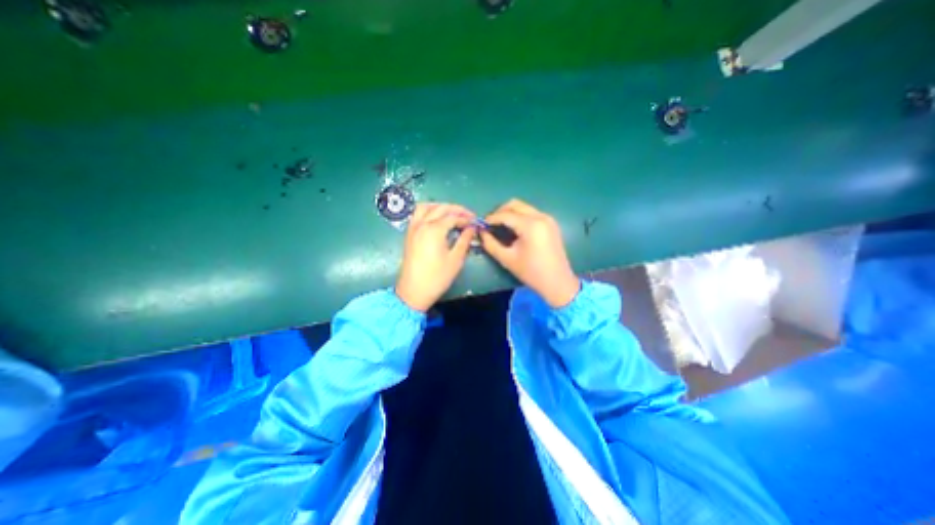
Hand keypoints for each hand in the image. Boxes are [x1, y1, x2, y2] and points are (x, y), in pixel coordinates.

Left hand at [395, 203, 478, 311]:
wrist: (414, 291)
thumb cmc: (437, 277)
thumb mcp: (456, 260)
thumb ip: (464, 240)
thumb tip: (472, 228)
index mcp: (434, 230)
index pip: (453, 217)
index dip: (466, 218)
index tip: (475, 222)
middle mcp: (422, 224)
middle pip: (440, 208)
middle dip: (456, 209)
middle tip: (468, 216)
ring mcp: (413, 228)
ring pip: (426, 207)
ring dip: (440, 207)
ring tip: (452, 214)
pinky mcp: (409, 234)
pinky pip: (417, 214)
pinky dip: (428, 211)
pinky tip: (436, 219)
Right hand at [481, 198, 577, 310]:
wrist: (558, 282)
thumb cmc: (531, 272)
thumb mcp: (507, 259)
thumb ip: (491, 244)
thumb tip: (482, 232)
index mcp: (531, 226)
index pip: (505, 215)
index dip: (491, 218)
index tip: (481, 225)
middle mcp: (540, 217)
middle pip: (515, 204)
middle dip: (500, 211)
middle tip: (491, 224)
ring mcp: (547, 219)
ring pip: (523, 207)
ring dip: (510, 213)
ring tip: (500, 226)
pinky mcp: (551, 223)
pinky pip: (531, 213)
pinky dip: (520, 217)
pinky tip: (514, 229)